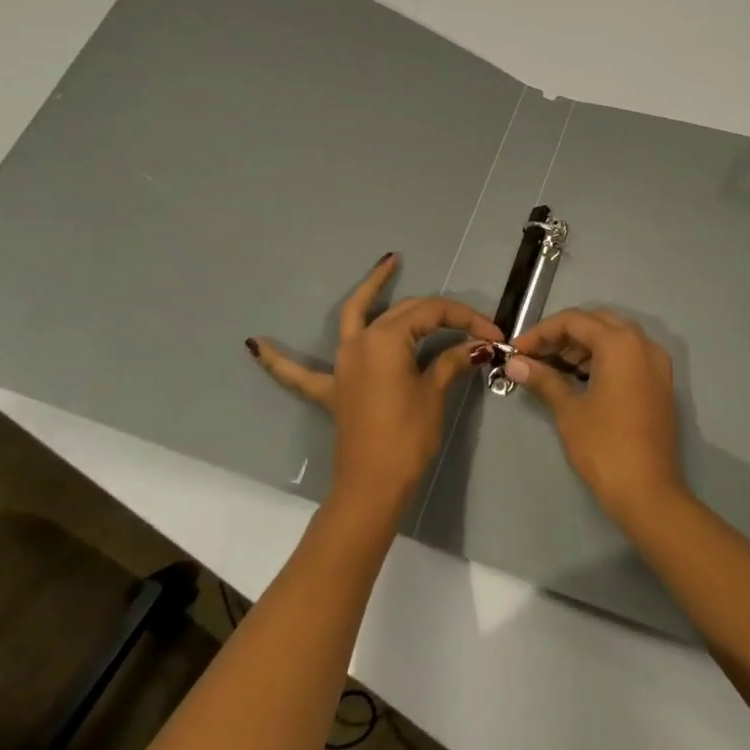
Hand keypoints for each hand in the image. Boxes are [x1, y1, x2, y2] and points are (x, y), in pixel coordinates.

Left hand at [248, 253, 501, 520]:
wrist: (373, 486)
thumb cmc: (408, 436)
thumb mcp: (435, 394)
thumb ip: (452, 361)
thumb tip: (479, 346)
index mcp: (387, 339)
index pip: (433, 314)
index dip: (466, 320)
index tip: (494, 335)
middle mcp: (360, 341)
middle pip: (404, 311)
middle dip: (440, 314)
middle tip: (474, 326)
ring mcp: (342, 364)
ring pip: (356, 314)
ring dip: (371, 289)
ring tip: (389, 264)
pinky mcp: (332, 390)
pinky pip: (298, 373)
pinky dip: (278, 359)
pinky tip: (255, 345)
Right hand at [506, 309, 688, 528]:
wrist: (648, 492)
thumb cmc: (604, 446)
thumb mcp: (569, 410)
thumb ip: (543, 379)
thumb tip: (515, 363)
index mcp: (620, 343)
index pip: (574, 321)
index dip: (541, 332)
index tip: (517, 350)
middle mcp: (643, 343)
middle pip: (597, 323)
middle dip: (563, 335)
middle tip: (535, 355)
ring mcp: (657, 363)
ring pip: (615, 337)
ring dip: (584, 345)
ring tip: (554, 366)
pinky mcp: (661, 383)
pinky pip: (629, 355)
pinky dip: (604, 358)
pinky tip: (582, 378)